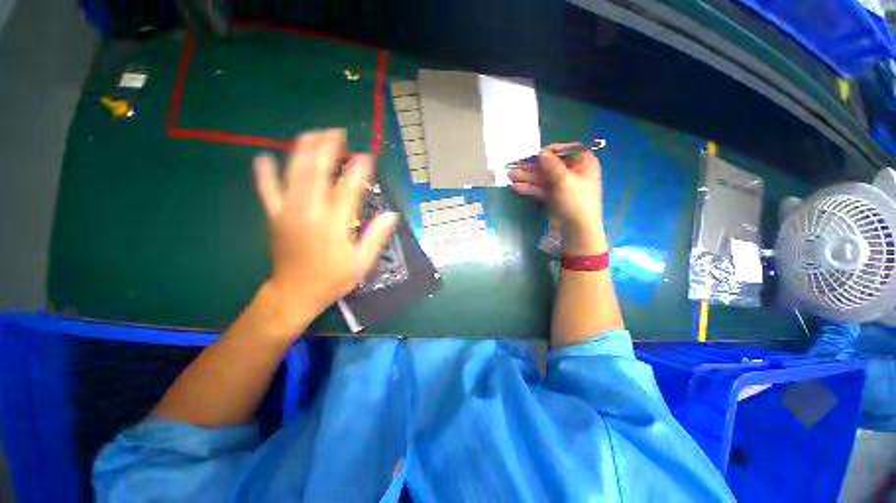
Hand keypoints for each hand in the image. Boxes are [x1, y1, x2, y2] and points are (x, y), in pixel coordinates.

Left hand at [252, 129, 397, 331]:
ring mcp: (288, 212)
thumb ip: (376, 236)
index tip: (366, 156)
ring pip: (293, 174)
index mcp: (334, 224)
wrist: (294, 294)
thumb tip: (392, 215)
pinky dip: (265, 173)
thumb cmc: (332, 279)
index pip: (348, 189)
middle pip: (316, 172)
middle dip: (327, 149)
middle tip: (336, 133)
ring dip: (302, 151)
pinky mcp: (275, 217)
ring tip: (312, 135)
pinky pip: (267, 191)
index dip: (358, 171)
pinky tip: (263, 157)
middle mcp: (309, 212)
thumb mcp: (362, 262)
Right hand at [508, 143, 606, 254]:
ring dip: (527, 177)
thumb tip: (541, 152)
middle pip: (550, 166)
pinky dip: (530, 188)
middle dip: (532, 167)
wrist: (577, 229)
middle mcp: (573, 172)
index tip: (537, 153)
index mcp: (583, 163)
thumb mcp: (564, 180)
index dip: (551, 151)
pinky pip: (541, 189)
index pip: (567, 150)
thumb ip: (551, 165)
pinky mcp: (554, 197)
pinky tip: (516, 187)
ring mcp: (562, 186)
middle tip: (515, 166)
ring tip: (510, 176)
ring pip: (543, 178)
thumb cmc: (576, 201)